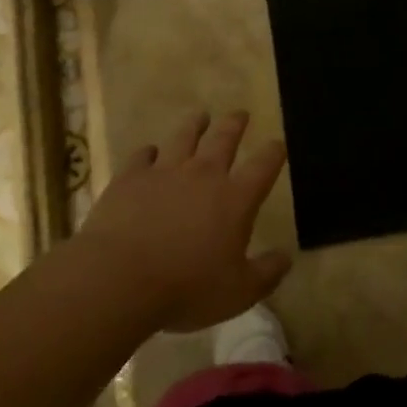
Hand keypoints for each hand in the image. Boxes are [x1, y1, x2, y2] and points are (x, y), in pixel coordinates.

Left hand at [80, 111, 291, 332]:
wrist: (119, 278)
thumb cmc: (187, 288)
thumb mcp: (239, 293)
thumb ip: (266, 274)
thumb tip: (286, 258)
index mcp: (236, 198)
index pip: (264, 166)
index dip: (274, 152)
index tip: (278, 144)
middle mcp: (204, 175)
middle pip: (224, 139)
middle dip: (235, 125)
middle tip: (240, 114)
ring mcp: (165, 171)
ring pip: (184, 137)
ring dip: (194, 125)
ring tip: (200, 117)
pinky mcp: (131, 177)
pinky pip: (143, 155)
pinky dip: (149, 152)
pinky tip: (149, 152)